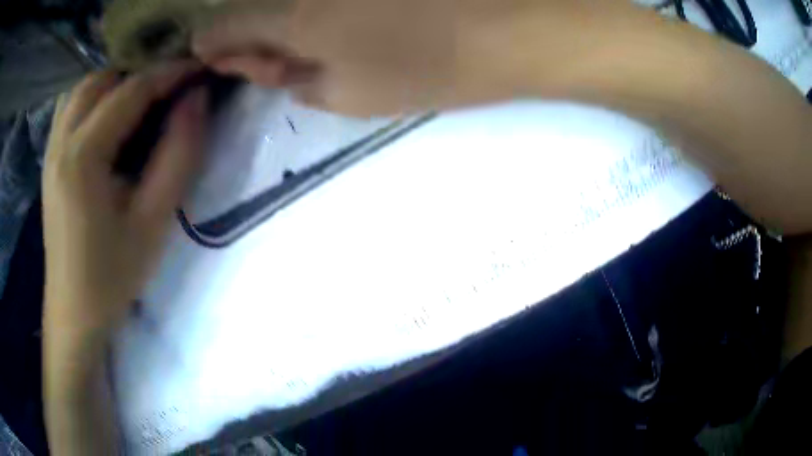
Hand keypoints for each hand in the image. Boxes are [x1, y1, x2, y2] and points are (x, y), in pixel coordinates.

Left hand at [43, 62, 206, 337]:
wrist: (74, 310)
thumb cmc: (112, 274)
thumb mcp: (154, 221)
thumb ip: (179, 154)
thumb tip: (197, 98)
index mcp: (83, 156)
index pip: (131, 90)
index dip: (170, 73)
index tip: (200, 69)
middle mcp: (61, 140)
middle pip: (103, 77)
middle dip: (140, 72)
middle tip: (169, 87)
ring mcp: (51, 148)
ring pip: (84, 87)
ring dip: (116, 81)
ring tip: (141, 97)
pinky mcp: (49, 158)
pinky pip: (71, 106)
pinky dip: (94, 96)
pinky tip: (108, 115)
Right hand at [192, 0, 643, 115]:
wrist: (512, 25)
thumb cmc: (433, 66)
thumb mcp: (350, 95)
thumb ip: (290, 79)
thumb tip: (258, 61)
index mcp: (292, 15)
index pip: (221, 27)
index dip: (214, 45)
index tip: (221, 58)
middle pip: (251, 6)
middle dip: (254, 35)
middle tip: (285, 58)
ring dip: (290, 19)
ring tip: (332, 39)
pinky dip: (320, 6)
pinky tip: (351, 18)